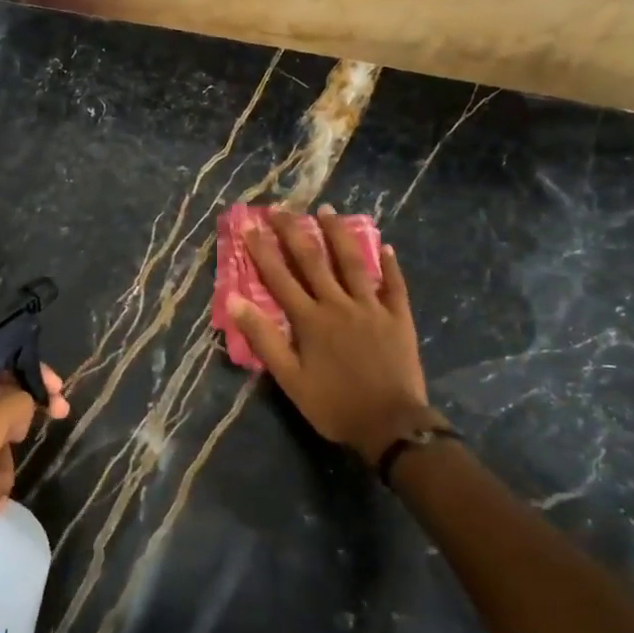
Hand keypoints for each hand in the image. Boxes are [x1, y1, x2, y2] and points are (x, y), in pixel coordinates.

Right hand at [226, 206, 438, 463]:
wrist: (389, 424)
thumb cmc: (333, 404)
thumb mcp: (289, 378)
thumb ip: (263, 338)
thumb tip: (235, 300)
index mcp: (310, 320)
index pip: (279, 277)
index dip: (261, 250)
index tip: (248, 223)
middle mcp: (338, 304)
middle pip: (313, 261)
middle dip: (294, 232)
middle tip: (282, 207)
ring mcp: (372, 307)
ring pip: (353, 262)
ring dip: (338, 234)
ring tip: (327, 210)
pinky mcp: (398, 317)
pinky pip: (394, 284)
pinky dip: (389, 264)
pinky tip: (385, 245)